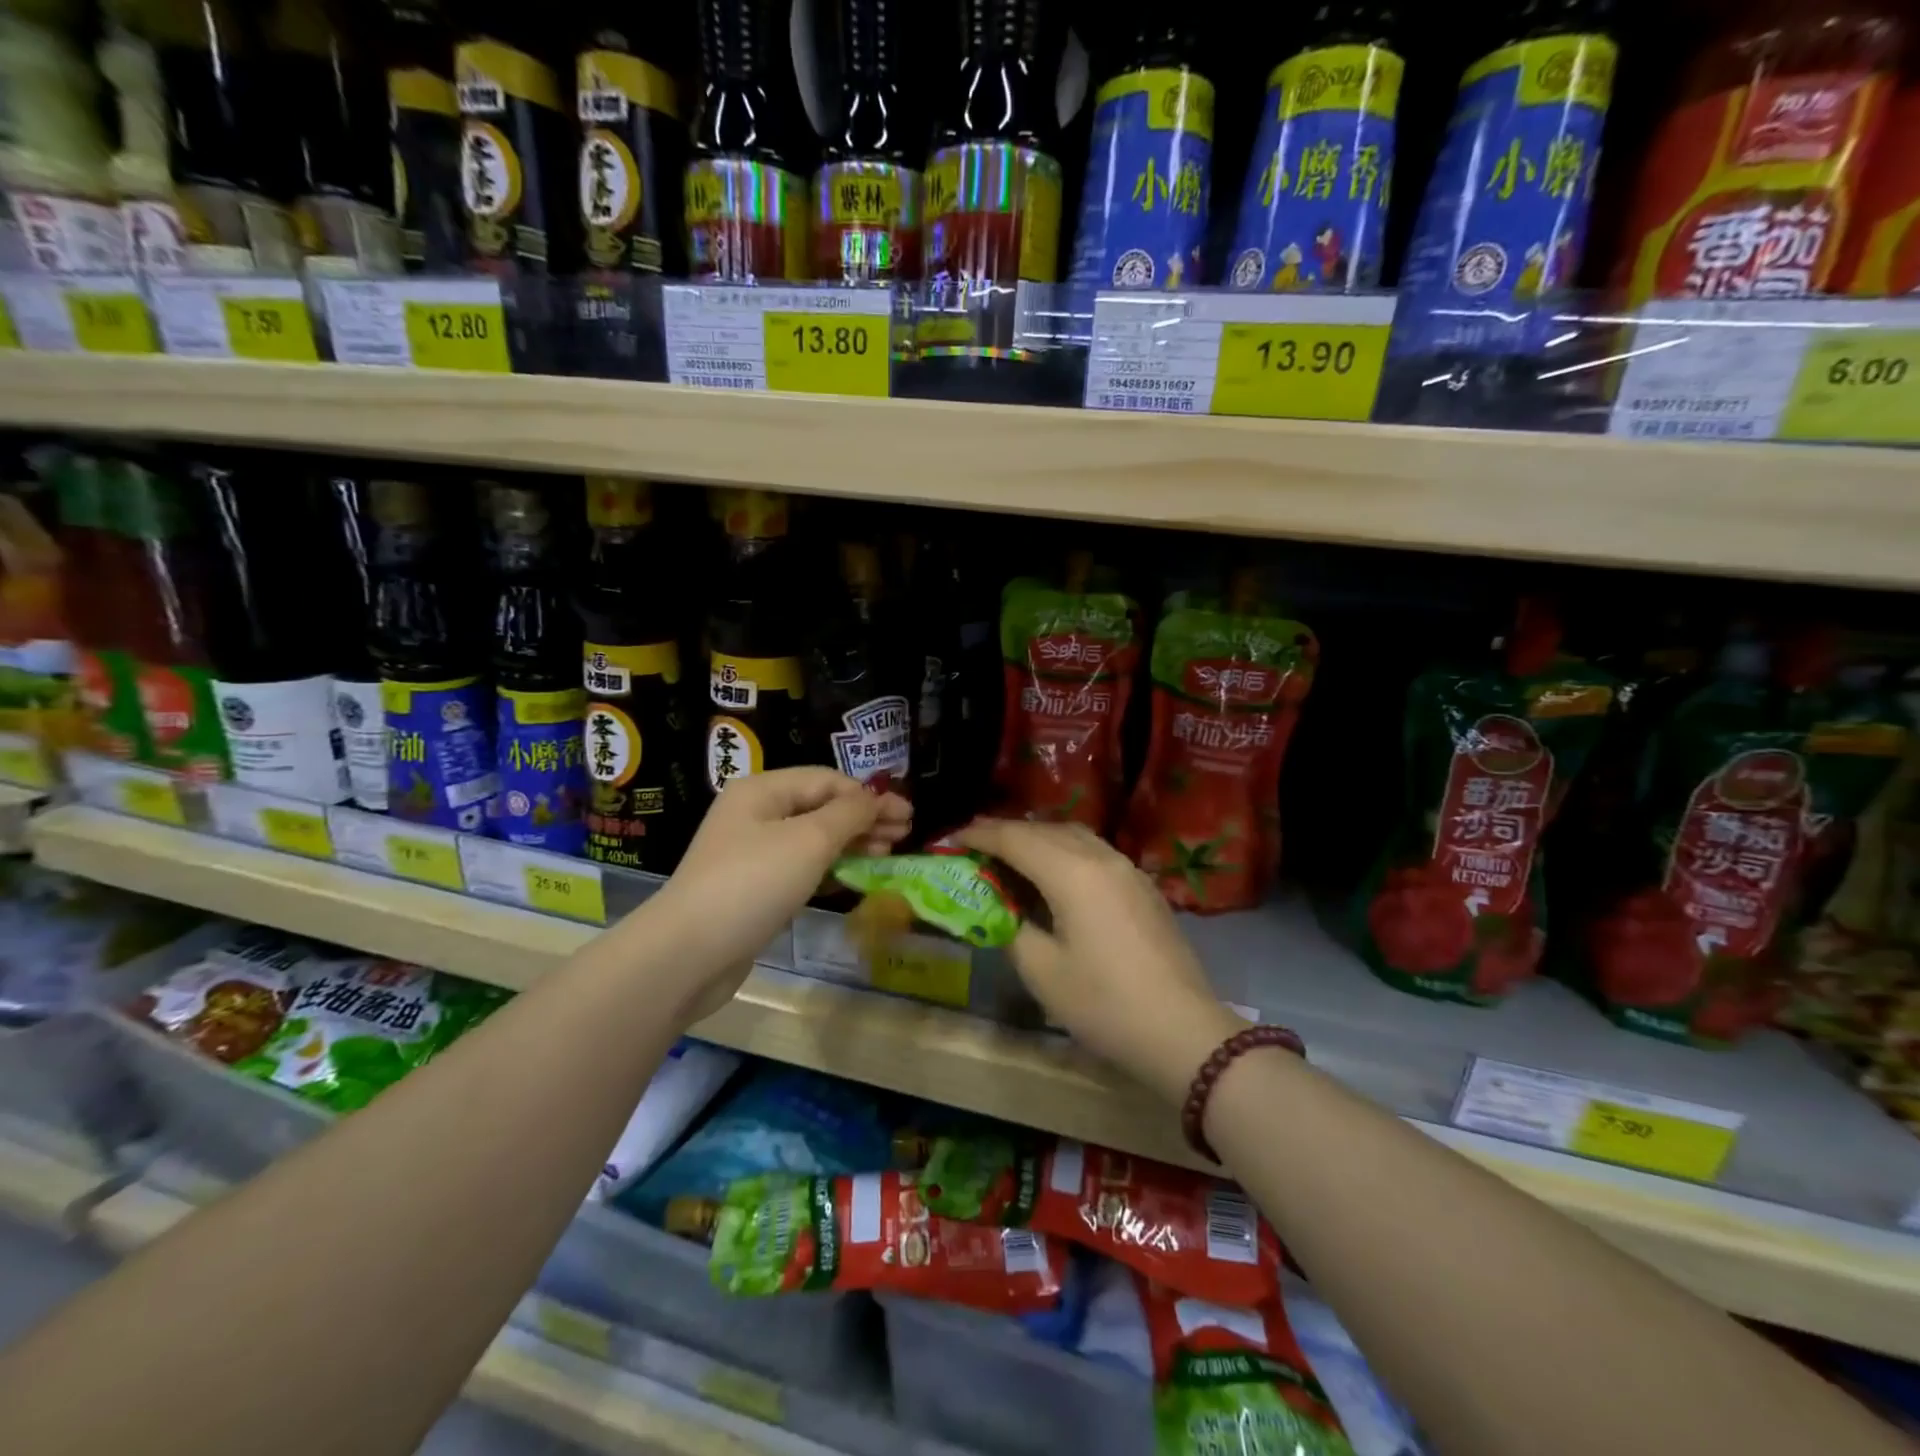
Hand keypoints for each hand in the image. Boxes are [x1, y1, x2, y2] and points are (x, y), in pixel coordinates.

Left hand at [655, 769, 911, 1019]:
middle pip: (821, 806)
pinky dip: (829, 867)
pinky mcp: (752, 887)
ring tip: (886, 854)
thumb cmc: (753, 883)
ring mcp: (751, 852)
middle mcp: (754, 814)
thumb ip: (849, 814)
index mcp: (762, 790)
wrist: (689, 953)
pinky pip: (800, 866)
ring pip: (812, 837)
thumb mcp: (809, 841)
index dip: (869, 795)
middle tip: (903, 834)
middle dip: (864, 818)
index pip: (827, 780)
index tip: (906, 815)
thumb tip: (875, 799)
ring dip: (851, 842)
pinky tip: (852, 876)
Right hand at [956, 818, 1245, 1105]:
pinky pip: (1094, 852)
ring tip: (1010, 854)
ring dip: (1038, 838)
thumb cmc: (1104, 1004)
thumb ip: (1011, 927)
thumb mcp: (1041, 971)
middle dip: (1007, 832)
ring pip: (1074, 836)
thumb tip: (999, 908)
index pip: (1016, 839)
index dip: (981, 835)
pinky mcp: (1142, 887)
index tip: (952, 836)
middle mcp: (1101, 858)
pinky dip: (1065, 851)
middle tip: (975, 843)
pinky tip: (1054, 873)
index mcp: (1072, 873)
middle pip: (1045, 830)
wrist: (1183, 1032)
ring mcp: (1127, 869)